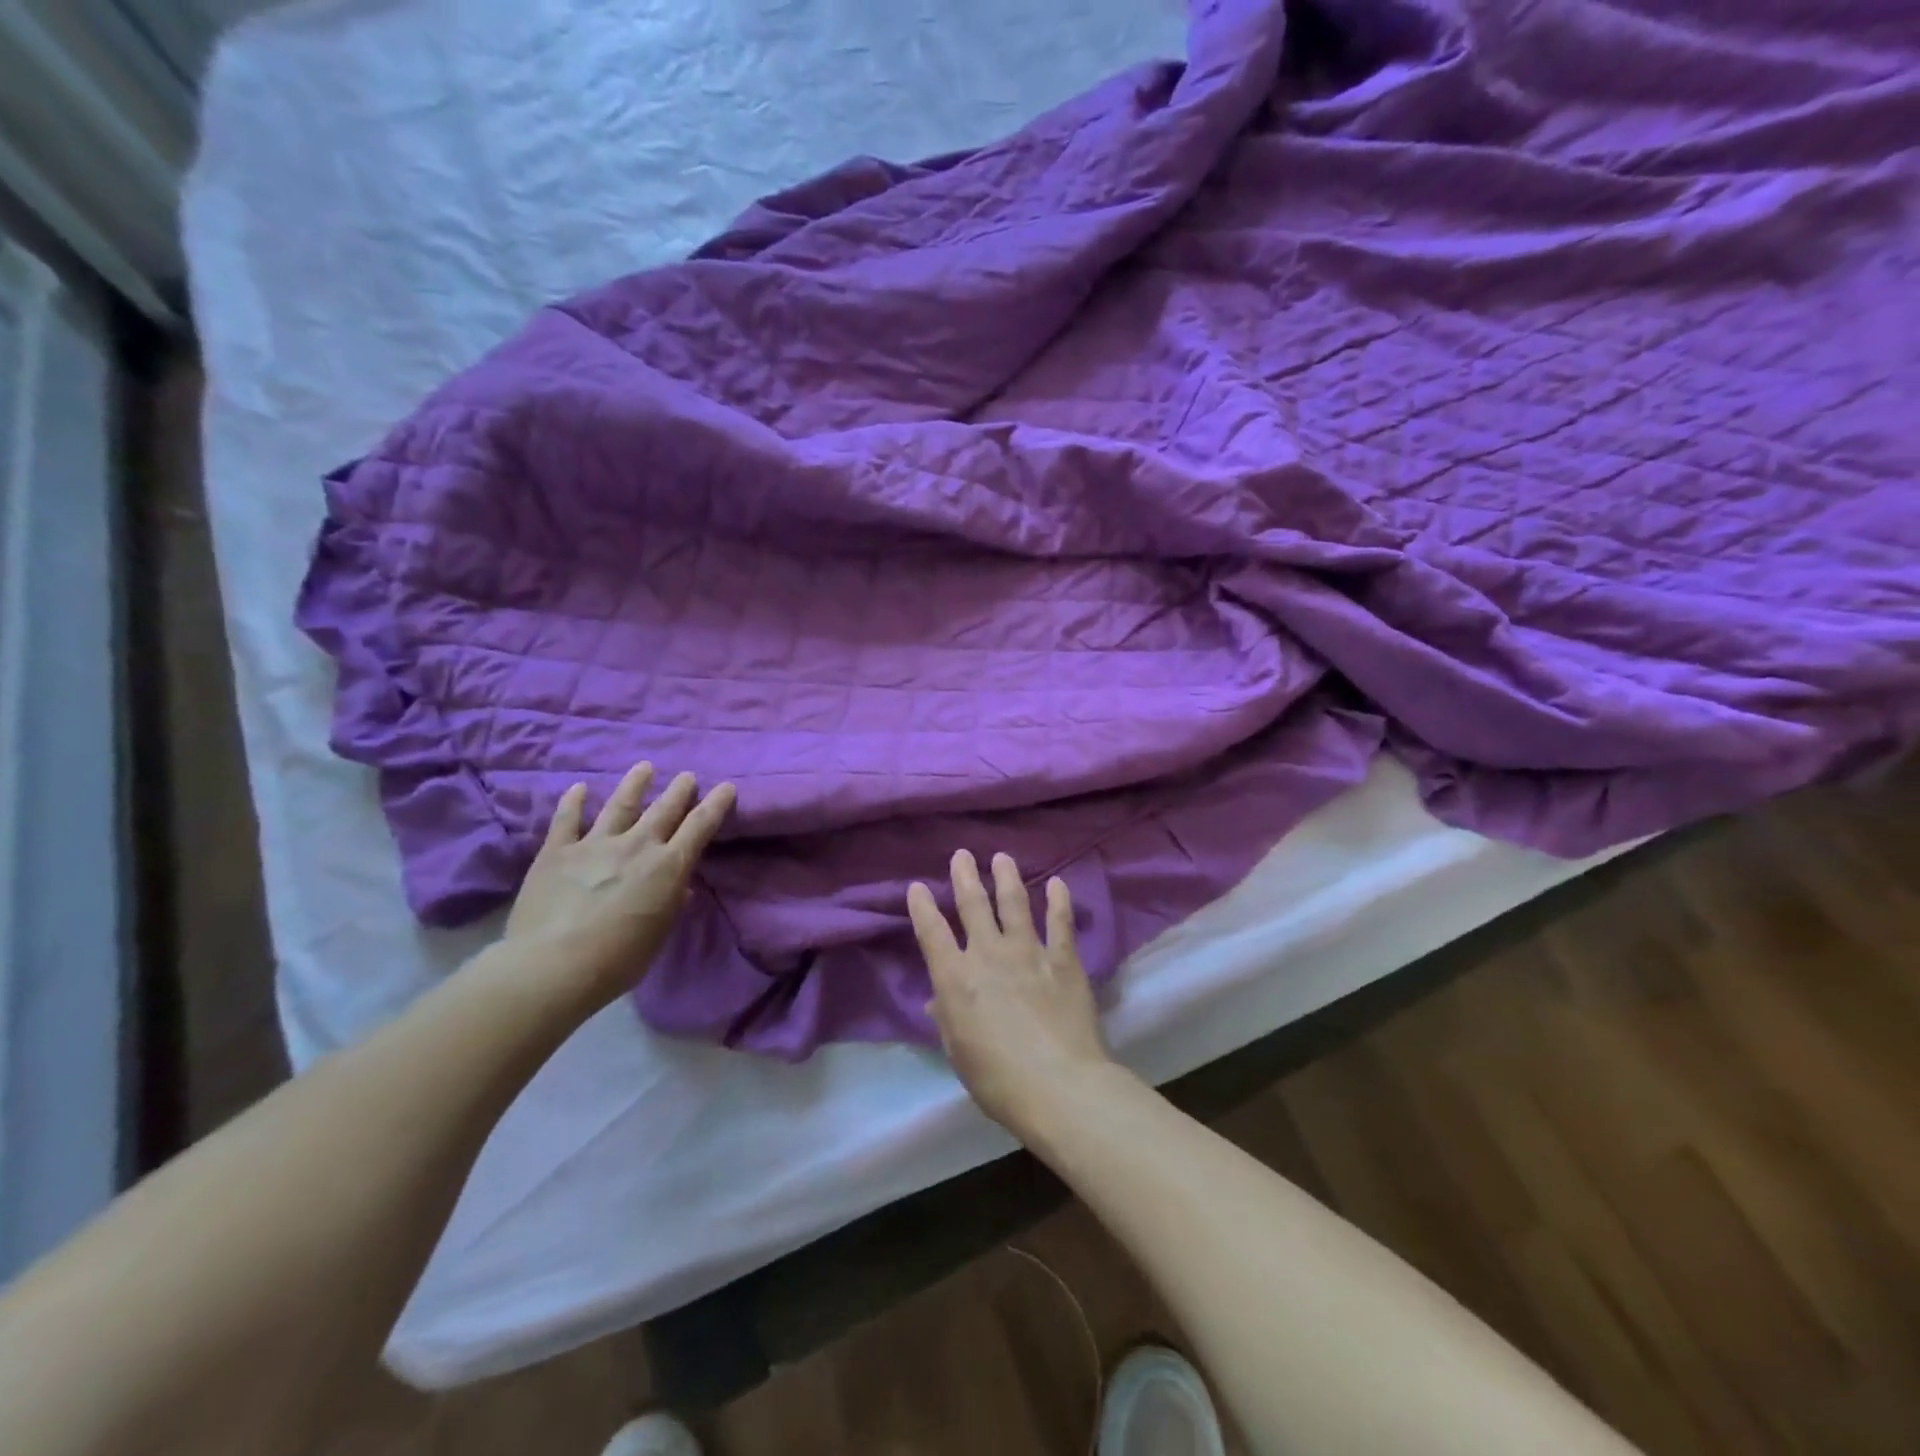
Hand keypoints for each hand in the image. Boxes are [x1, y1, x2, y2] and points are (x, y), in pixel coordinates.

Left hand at [504, 762, 735, 1011]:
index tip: (726, 787)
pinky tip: (578, 788)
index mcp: (668, 866)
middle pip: (664, 809)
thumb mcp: (658, 935)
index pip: (700, 826)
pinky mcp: (557, 851)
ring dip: (635, 784)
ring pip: (620, 804)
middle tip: (687, 776)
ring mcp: (595, 844)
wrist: (552, 966)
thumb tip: (680, 887)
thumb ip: (670, 904)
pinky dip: (573, 802)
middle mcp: (637, 846)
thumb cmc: (618, 959)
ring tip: (644, 767)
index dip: (716, 804)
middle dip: (679, 790)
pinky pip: (566, 820)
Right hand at [908, 849, 1115, 1133]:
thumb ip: (948, 1019)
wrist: (1059, 1085)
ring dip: (1007, 877)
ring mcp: (1028, 951)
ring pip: (1014, 902)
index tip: (917, 887)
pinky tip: (1057, 883)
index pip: (932, 933)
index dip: (922, 907)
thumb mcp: (959, 1053)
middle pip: (973, 905)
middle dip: (965, 876)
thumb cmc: (998, 1079)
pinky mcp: (1063, 959)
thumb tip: (938, 999)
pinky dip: (1058, 900)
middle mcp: (989, 954)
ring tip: (1002, 857)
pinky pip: (1060, 921)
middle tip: (962, 855)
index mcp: (956, 978)